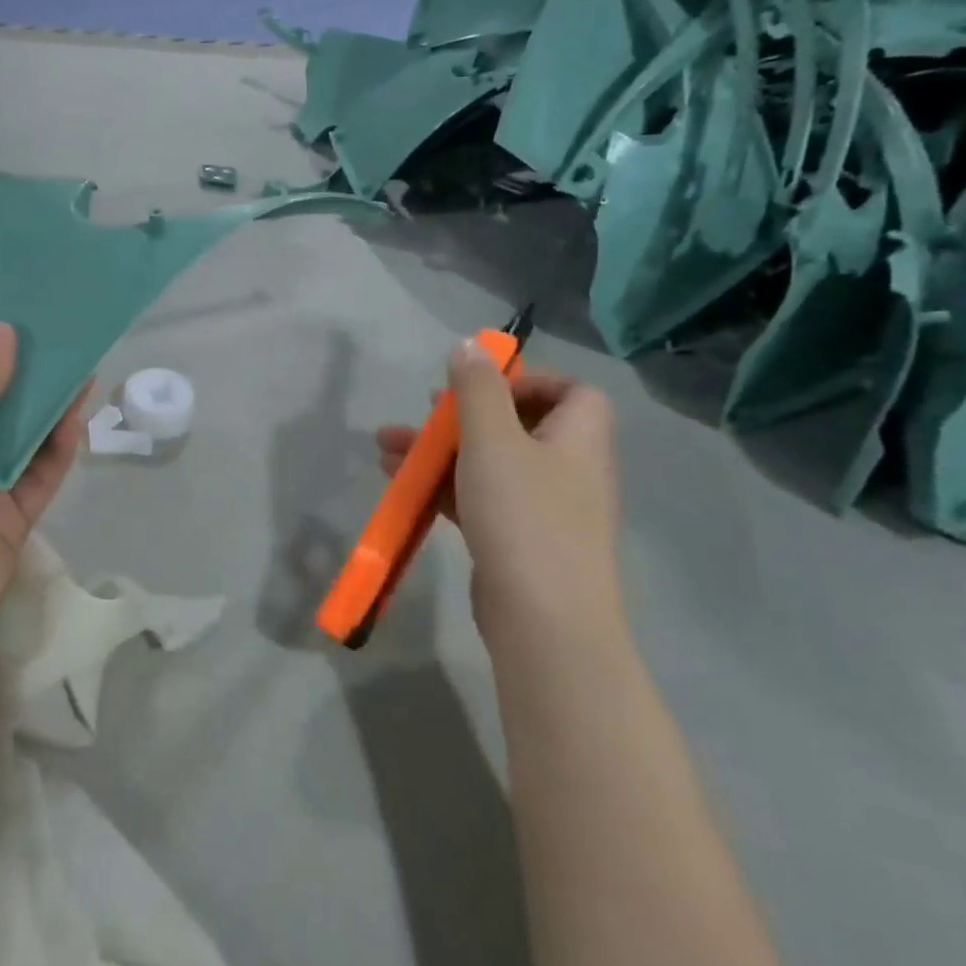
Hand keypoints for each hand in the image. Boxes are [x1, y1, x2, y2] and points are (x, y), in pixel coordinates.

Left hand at [0, 323, 86, 677]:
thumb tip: (2, 332)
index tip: (4, 315)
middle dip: (18, 376)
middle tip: (51, 333)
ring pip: (20, 441)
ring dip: (44, 408)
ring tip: (76, 362)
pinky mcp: (11, 521)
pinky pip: (39, 477)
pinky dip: (57, 450)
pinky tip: (77, 415)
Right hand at [375, 339, 621, 653]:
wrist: (543, 622)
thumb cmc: (523, 517)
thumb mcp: (493, 440)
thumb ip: (478, 389)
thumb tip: (470, 344)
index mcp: (579, 439)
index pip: (573, 391)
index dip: (528, 380)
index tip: (480, 386)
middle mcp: (568, 470)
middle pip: (518, 425)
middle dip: (462, 415)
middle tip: (424, 412)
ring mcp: (543, 510)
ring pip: (489, 463)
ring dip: (440, 451)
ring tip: (386, 448)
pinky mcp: (517, 541)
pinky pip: (479, 499)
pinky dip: (443, 486)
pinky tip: (401, 483)